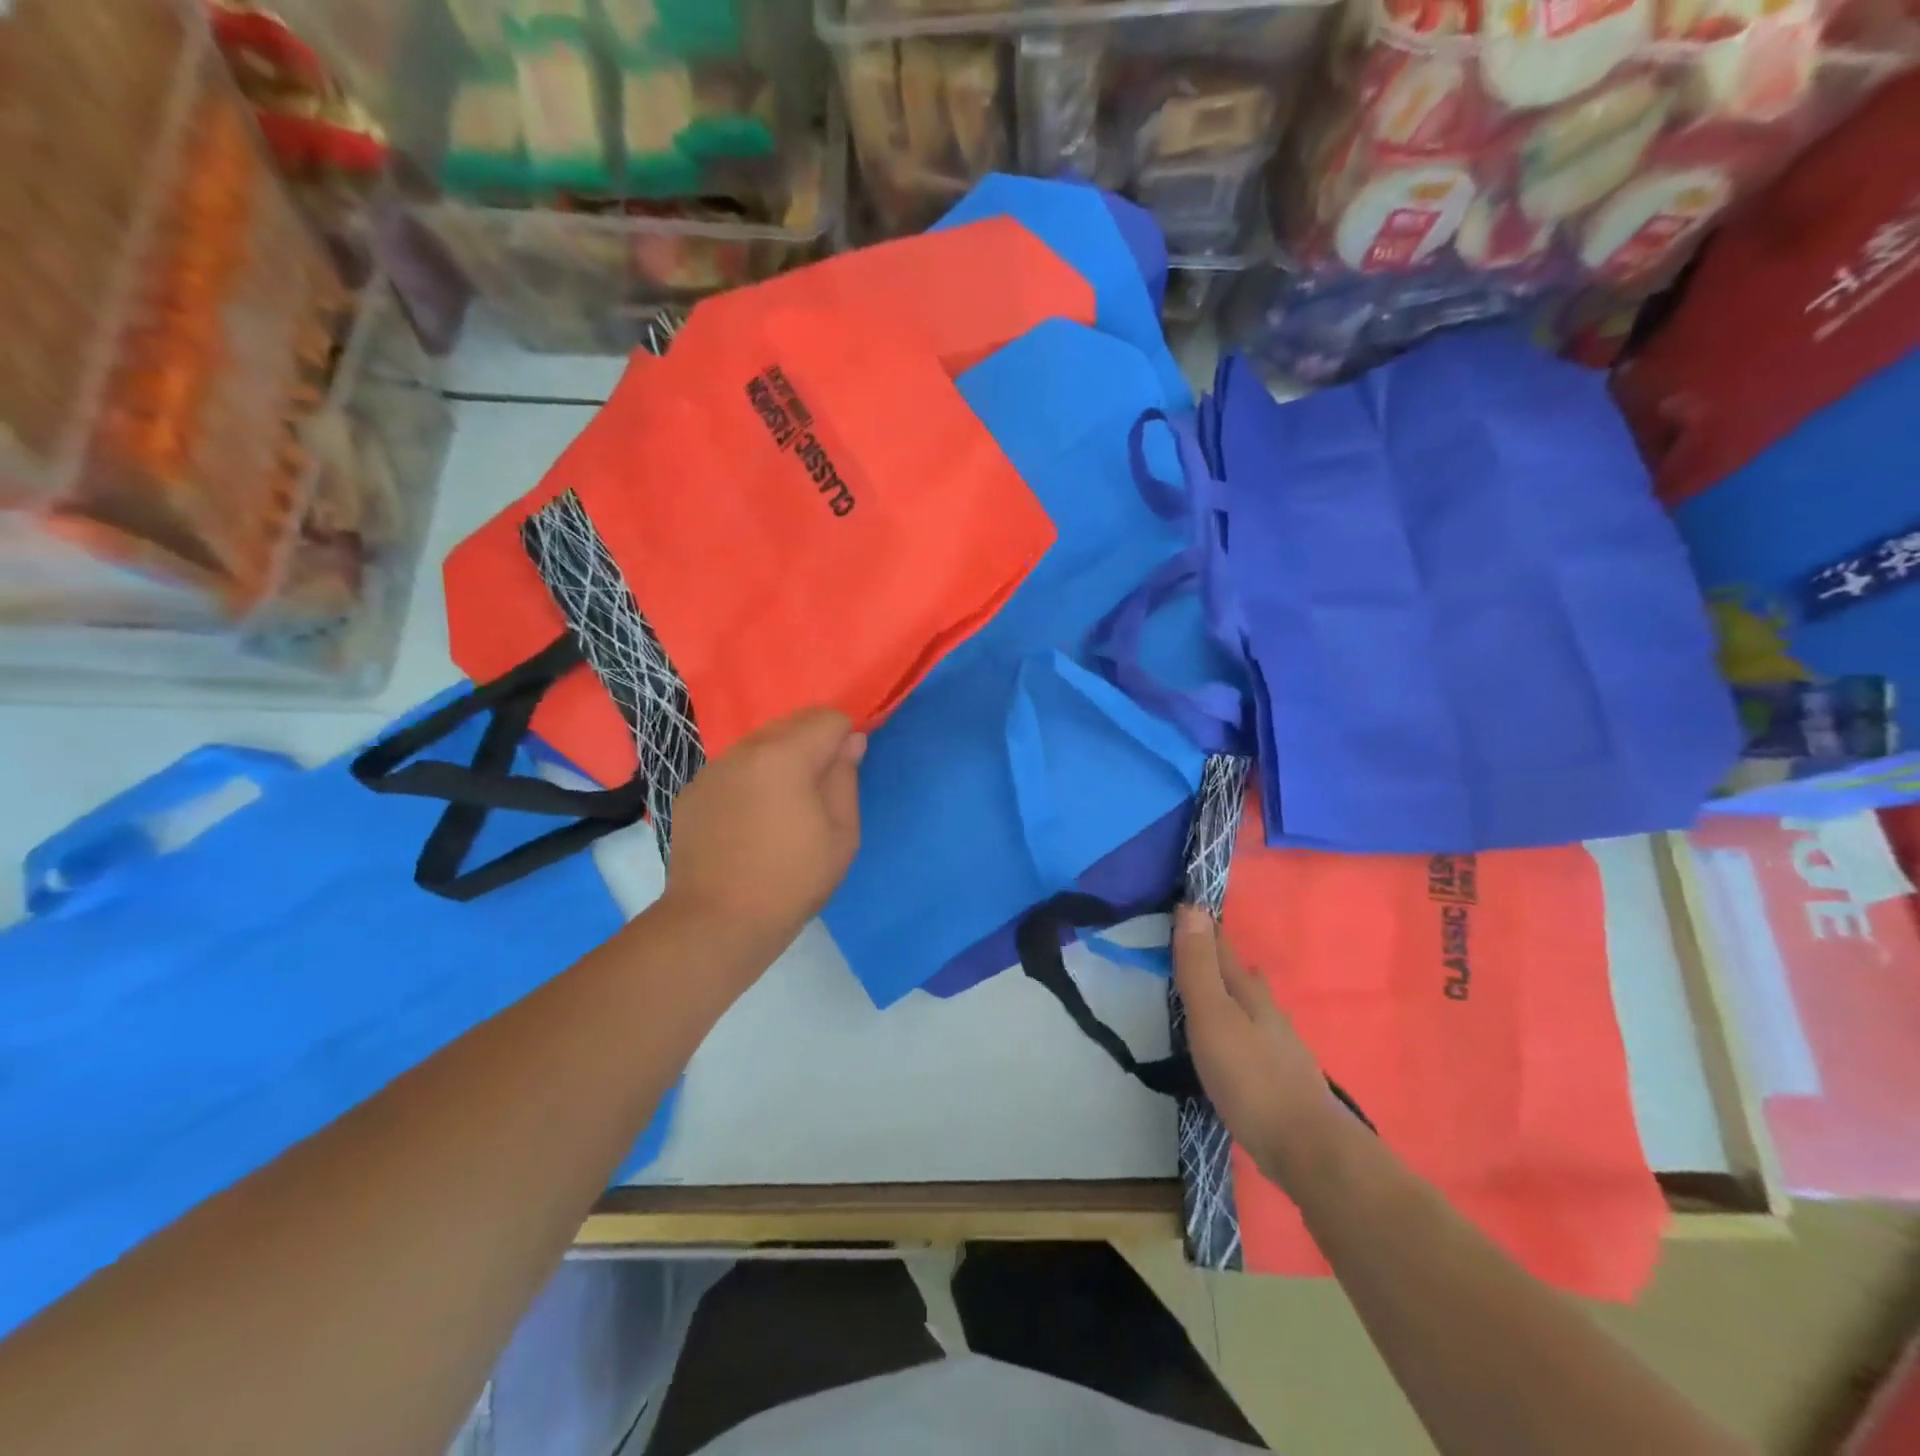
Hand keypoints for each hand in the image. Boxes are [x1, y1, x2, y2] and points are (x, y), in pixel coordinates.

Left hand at [660, 708, 864, 969]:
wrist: (716, 922)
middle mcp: (744, 750)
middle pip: (791, 724)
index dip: (845, 740)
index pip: (828, 718)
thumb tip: (850, 742)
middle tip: (817, 795)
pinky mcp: (693, 793)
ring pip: (759, 745)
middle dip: (812, 746)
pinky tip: (749, 824)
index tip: (844, 775)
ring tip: (781, 811)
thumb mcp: (842, 834)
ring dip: (779, 762)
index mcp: (785, 755)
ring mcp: (712, 770)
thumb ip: (846, 777)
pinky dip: (750, 781)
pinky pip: (733, 770)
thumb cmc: (791, 880)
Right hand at [1173, 906, 1343, 1186]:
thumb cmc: (1250, 1077)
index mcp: (1249, 994)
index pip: (1223, 951)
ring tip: (1226, 984)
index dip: (1204, 930)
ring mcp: (1280, 1047)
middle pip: (1242, 977)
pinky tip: (1244, 1039)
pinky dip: (1244, 1024)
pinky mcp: (1281, 1079)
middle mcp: (1268, 1013)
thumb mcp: (1213, 1016)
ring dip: (1238, 991)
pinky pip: (1256, 1036)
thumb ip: (1199, 967)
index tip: (1187, 908)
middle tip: (1205, 944)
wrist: (1307, 1148)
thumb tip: (1192, 907)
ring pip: (1254, 1006)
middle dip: (1223, 960)